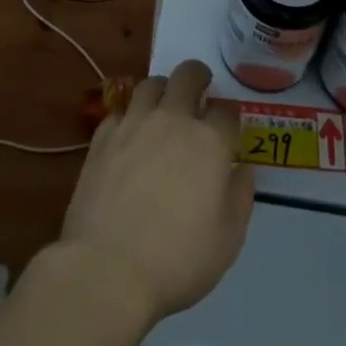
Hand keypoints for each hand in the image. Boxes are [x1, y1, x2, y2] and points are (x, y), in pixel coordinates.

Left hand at [52, 61, 253, 327]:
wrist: (107, 270)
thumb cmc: (177, 260)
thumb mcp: (228, 240)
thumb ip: (240, 198)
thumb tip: (242, 170)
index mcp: (210, 141)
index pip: (227, 112)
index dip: (230, 119)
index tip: (229, 131)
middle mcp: (173, 119)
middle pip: (188, 75)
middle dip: (198, 77)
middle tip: (199, 92)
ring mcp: (134, 124)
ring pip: (151, 83)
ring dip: (162, 89)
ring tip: (163, 106)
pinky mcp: (103, 137)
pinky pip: (119, 111)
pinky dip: (129, 116)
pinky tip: (129, 134)